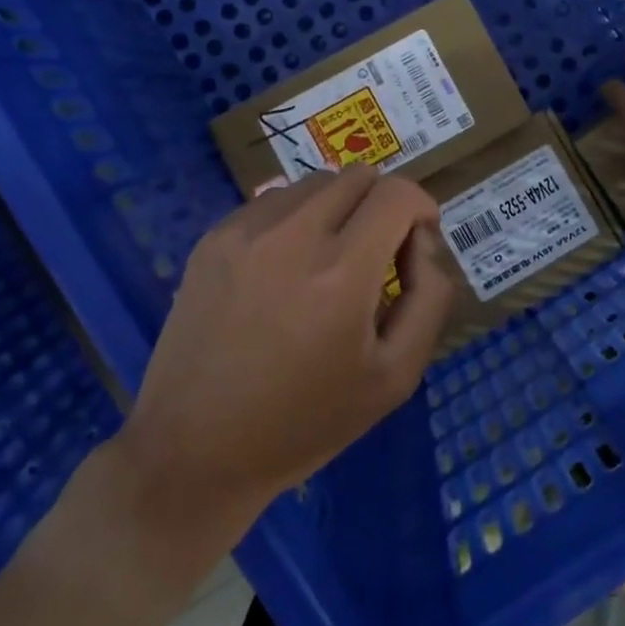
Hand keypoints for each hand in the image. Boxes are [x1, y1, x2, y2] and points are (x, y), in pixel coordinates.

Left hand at [118, 167, 458, 549]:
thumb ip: (429, 297)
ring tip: (328, 261)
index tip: (415, 245)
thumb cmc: (305, 422)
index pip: (397, 193)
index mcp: (341, 272)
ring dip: (337, 208)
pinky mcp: (213, 236)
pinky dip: (296, 219)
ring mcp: (245, 230)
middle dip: (381, 205)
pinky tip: (285, 268)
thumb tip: (421, 241)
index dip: (420, 208)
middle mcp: (292, 234)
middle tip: (376, 255)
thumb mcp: (395, 376)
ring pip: (314, 182)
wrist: (195, 449)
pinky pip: (273, 200)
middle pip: (358, 176)